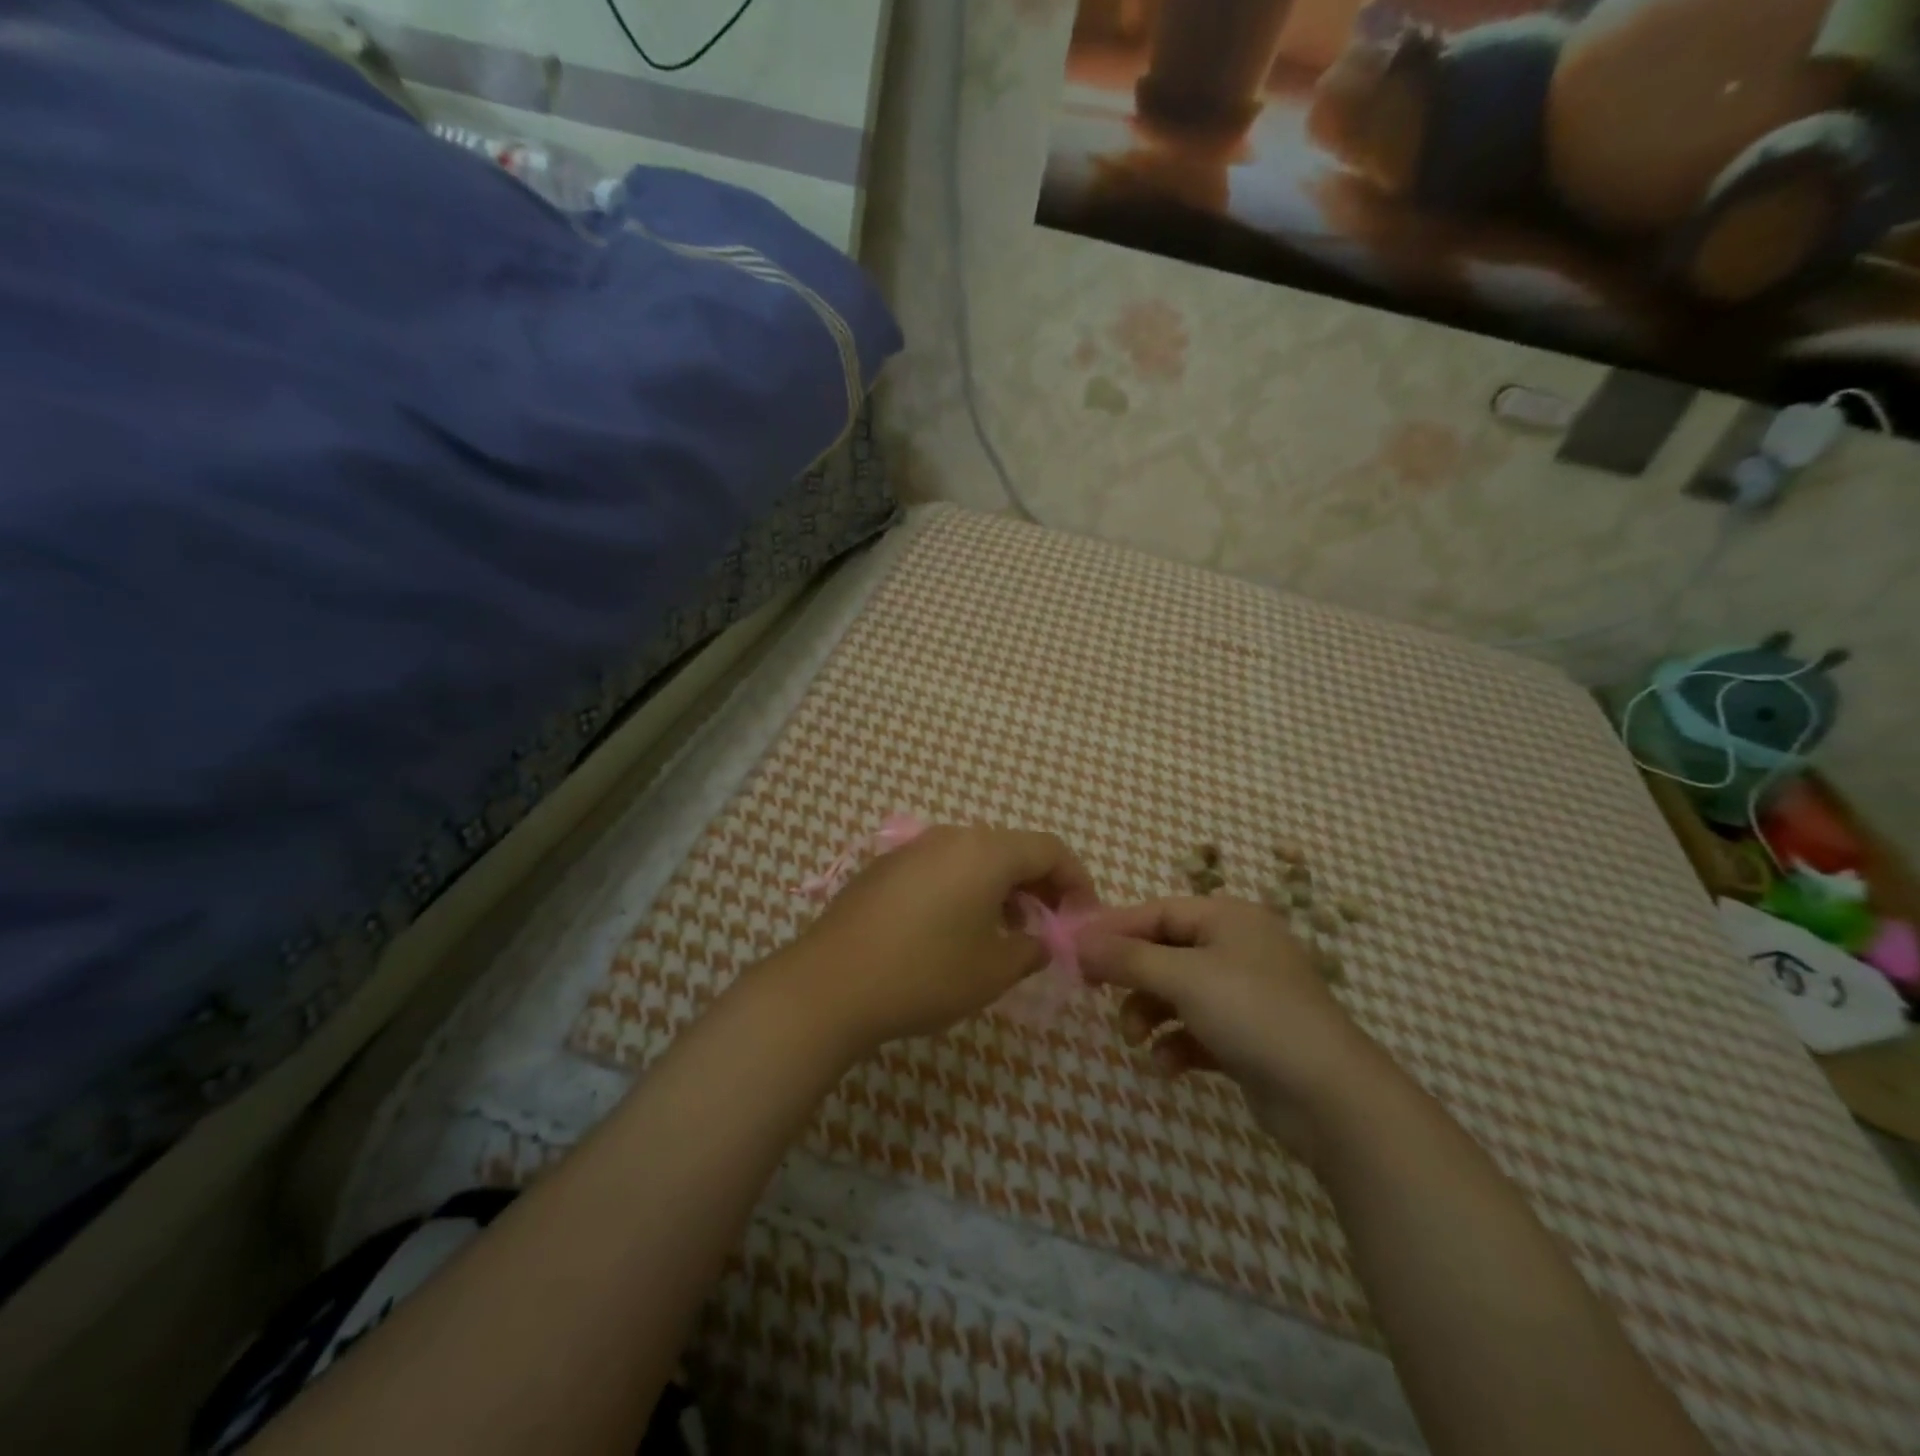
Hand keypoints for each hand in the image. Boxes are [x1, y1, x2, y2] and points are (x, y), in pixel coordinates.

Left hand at [780, 824, 1096, 1053]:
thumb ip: (1031, 949)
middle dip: (1038, 885)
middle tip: (1048, 928)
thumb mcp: (994, 970)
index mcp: (985, 851)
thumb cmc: (925, 974)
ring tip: (1004, 933)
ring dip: (1000, 889)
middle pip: (1011, 849)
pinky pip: (940, 868)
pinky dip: (963, 890)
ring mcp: (911, 849)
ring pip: (973, 858)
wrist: (830, 985)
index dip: (1076, 880)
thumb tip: (1039, 940)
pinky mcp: (883, 869)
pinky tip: (954, 931)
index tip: (1083, 917)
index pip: (1049, 848)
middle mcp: (950, 837)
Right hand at [1081, 896, 1384, 1159]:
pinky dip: (1175, 1044)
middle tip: (1094, 995)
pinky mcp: (1246, 1037)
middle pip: (1163, 953)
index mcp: (1228, 918)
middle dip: (1130, 978)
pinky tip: (1167, 1067)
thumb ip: (1126, 958)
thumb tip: (1077, 942)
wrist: (1331, 1098)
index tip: (1073, 949)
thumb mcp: (1182, 977)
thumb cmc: (1253, 1014)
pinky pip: (1194, 1030)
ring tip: (1135, 1040)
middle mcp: (1236, 948)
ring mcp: (1244, 995)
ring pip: (1175, 994)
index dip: (1113, 929)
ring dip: (1148, 1015)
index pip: (1156, 912)